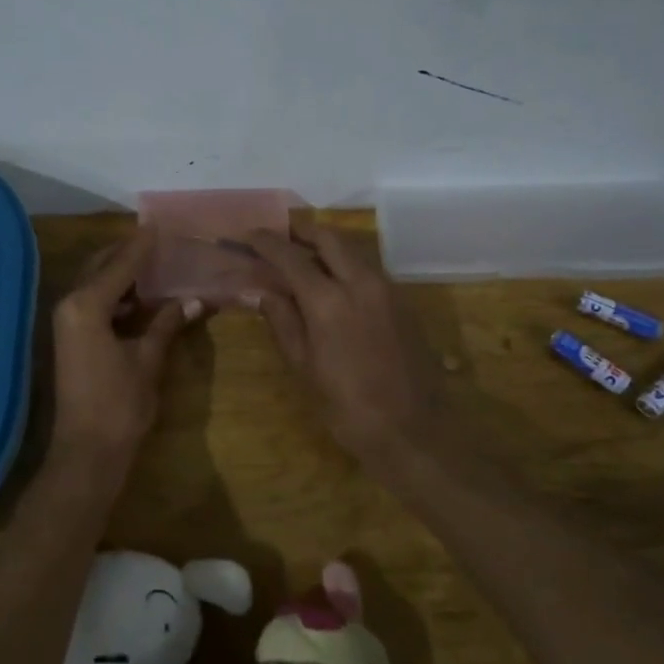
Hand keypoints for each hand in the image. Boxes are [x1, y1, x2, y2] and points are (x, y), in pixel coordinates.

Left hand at [51, 228, 202, 461]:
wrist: (86, 453)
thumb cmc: (119, 405)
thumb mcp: (148, 360)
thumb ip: (166, 324)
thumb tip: (194, 299)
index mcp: (86, 305)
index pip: (120, 264)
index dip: (142, 245)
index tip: (160, 225)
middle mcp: (70, 305)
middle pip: (100, 266)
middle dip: (128, 253)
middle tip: (158, 242)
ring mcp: (67, 322)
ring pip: (95, 283)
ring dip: (121, 273)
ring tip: (154, 264)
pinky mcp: (71, 338)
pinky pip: (93, 302)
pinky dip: (115, 294)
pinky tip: (141, 297)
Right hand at [243, 220, 439, 464]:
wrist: (414, 432)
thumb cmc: (348, 407)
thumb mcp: (304, 366)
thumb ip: (282, 320)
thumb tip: (259, 291)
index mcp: (328, 300)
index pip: (290, 256)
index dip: (267, 242)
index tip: (249, 235)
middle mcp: (360, 282)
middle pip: (328, 238)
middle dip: (301, 232)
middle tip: (280, 236)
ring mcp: (387, 289)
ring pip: (352, 251)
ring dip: (326, 246)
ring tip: (303, 257)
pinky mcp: (403, 301)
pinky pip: (369, 270)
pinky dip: (346, 265)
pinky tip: (334, 283)